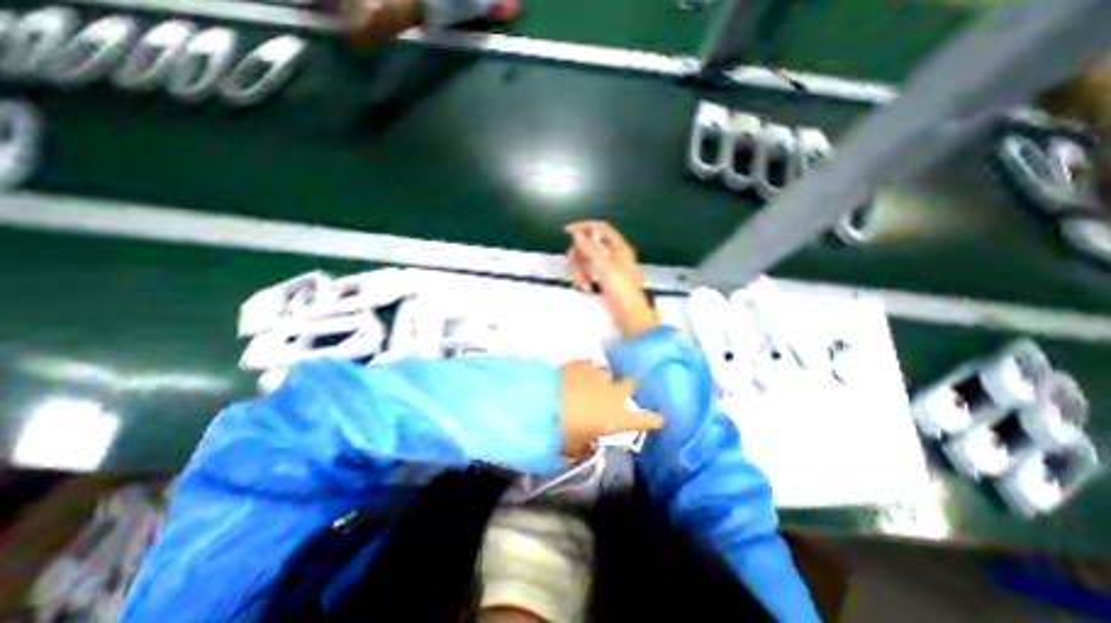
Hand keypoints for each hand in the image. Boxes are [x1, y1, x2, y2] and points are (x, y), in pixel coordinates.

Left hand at [561, 359, 662, 456]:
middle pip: (631, 384)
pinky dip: (587, 371)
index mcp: (617, 417)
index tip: (658, 419)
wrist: (538, 404)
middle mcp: (613, 393)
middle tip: (615, 395)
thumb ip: (588, 442)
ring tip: (590, 385)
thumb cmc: (561, 432)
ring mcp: (598, 375)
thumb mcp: (575, 446)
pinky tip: (578, 375)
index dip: (654, 419)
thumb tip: (590, 438)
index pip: (646, 419)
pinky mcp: (582, 363)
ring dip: (603, 380)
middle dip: (626, 389)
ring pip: (609, 373)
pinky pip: (590, 365)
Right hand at [568, 221, 652, 338]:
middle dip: (579, 254)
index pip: (601, 228)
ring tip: (583, 284)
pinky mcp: (603, 280)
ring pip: (586, 260)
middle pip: (590, 245)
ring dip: (580, 271)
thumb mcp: (603, 266)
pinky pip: (588, 272)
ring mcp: (608, 268)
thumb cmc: (620, 289)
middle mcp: (614, 255)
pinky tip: (586, 288)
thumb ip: (589, 247)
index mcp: (619, 247)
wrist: (628, 314)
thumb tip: (576, 233)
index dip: (585, 226)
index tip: (568, 231)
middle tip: (572, 261)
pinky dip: (584, 279)